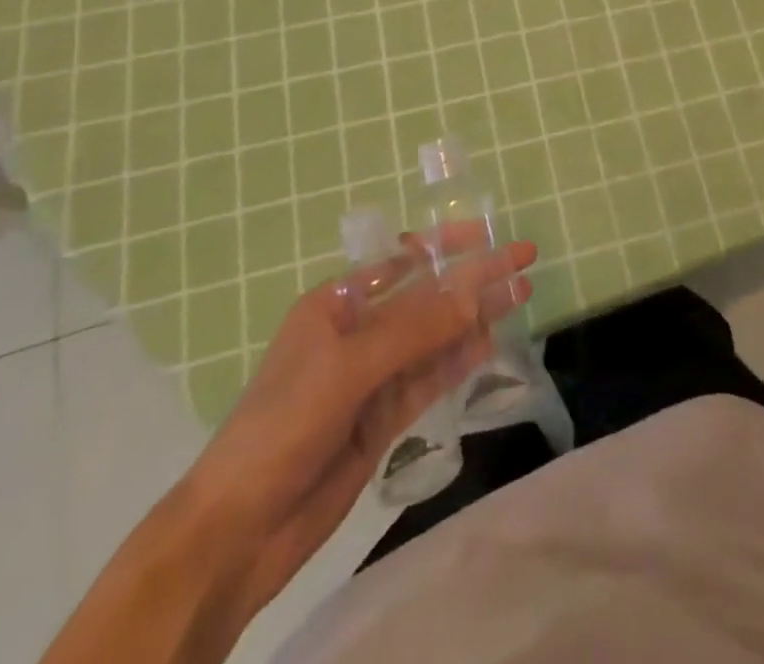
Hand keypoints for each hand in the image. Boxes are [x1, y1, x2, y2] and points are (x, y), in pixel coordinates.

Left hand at [184, 228, 536, 623]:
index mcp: (336, 304)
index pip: (401, 261)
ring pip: (436, 336)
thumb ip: (415, 329)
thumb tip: (476, 290)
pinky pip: (431, 377)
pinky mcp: (384, 417)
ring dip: (476, 316)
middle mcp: (357, 332)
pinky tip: (491, 341)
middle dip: (474, 278)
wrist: (239, 530)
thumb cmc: (282, 424)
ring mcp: (373, 376)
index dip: (447, 245)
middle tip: (524, 259)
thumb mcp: (347, 367)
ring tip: (522, 293)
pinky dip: (461, 358)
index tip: (490, 234)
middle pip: (428, 297)